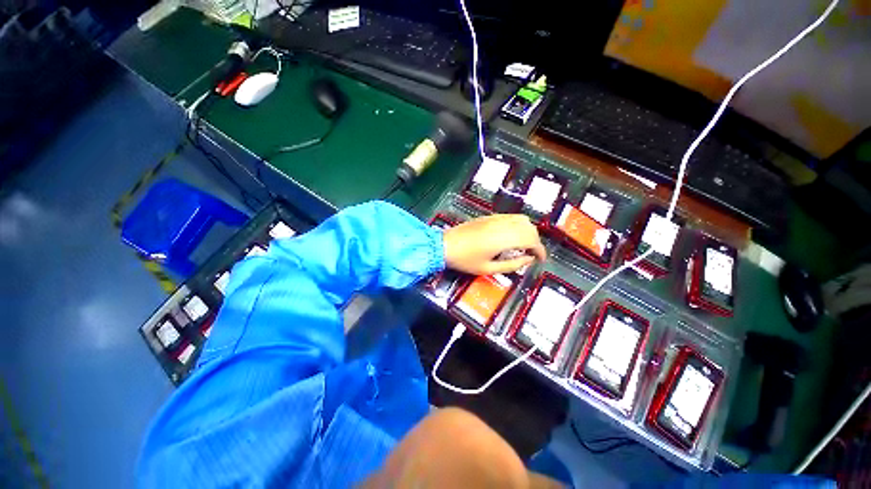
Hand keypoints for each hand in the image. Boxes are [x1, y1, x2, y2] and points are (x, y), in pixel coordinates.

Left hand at [443, 214, 546, 274]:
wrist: (445, 245)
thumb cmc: (465, 260)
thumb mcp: (488, 268)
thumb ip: (512, 265)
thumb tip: (528, 260)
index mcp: (504, 238)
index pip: (531, 239)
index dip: (540, 250)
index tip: (540, 259)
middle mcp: (503, 225)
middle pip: (529, 227)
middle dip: (535, 241)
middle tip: (531, 254)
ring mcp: (495, 218)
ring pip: (521, 219)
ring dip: (527, 231)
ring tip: (522, 245)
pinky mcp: (489, 216)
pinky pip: (510, 217)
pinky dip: (518, 225)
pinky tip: (511, 236)